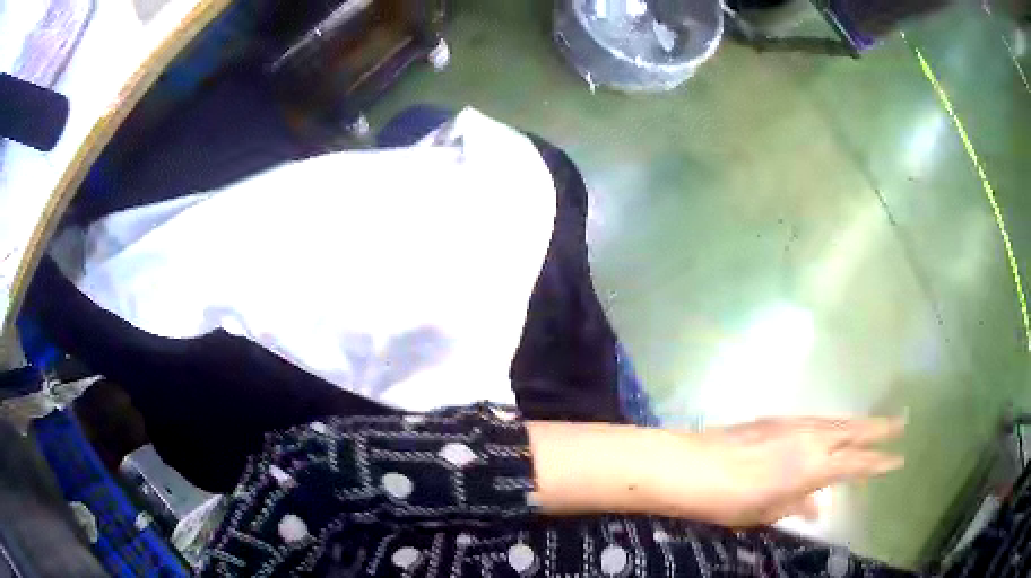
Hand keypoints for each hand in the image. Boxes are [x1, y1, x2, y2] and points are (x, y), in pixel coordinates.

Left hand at [652, 416, 904, 526]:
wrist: (692, 466)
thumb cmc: (730, 500)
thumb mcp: (767, 512)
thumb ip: (798, 505)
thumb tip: (820, 506)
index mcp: (814, 467)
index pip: (857, 464)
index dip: (879, 462)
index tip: (897, 459)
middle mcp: (812, 439)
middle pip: (854, 431)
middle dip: (880, 428)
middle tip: (902, 422)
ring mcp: (795, 424)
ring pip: (837, 421)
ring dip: (859, 422)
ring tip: (875, 423)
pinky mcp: (778, 418)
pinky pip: (817, 419)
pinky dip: (833, 422)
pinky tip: (833, 427)